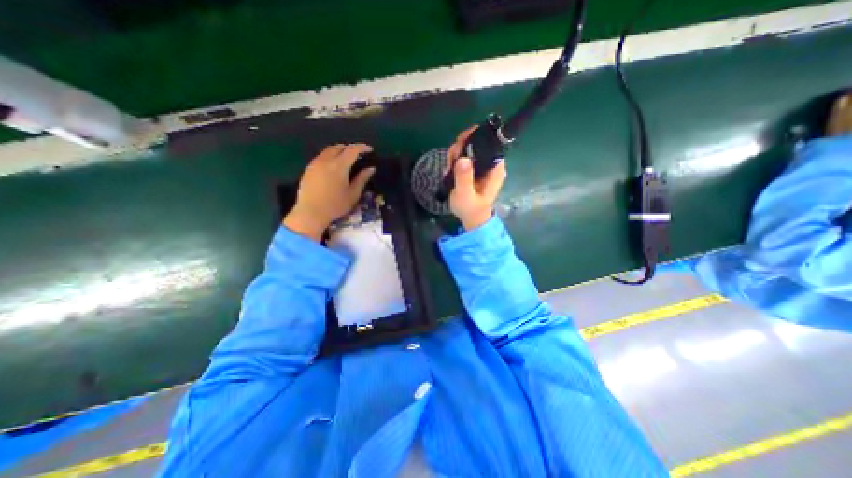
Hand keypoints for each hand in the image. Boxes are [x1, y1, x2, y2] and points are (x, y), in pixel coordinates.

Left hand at [284, 142, 373, 239]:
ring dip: (339, 150)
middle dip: (350, 148)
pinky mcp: (308, 168)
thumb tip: (371, 168)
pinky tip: (333, 166)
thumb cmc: (335, 205)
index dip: (362, 147)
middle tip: (358, 155)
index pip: (352, 150)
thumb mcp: (353, 194)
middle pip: (339, 147)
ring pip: (328, 150)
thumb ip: (362, 179)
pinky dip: (330, 156)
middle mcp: (326, 160)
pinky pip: (321, 156)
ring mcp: (315, 163)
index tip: (370, 150)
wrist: (310, 213)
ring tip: (346, 159)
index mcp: (339, 165)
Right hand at [447, 125, 503, 229]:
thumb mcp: (465, 195)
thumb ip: (464, 178)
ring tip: (449, 166)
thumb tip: (463, 158)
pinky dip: (456, 159)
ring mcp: (482, 166)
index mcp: (495, 168)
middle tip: (451, 158)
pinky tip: (449, 169)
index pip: (490, 143)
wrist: (471, 218)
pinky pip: (465, 156)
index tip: (460, 143)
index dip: (475, 137)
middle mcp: (491, 164)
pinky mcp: (475, 169)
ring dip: (457, 153)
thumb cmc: (471, 209)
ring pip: (470, 148)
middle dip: (462, 146)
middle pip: (478, 143)